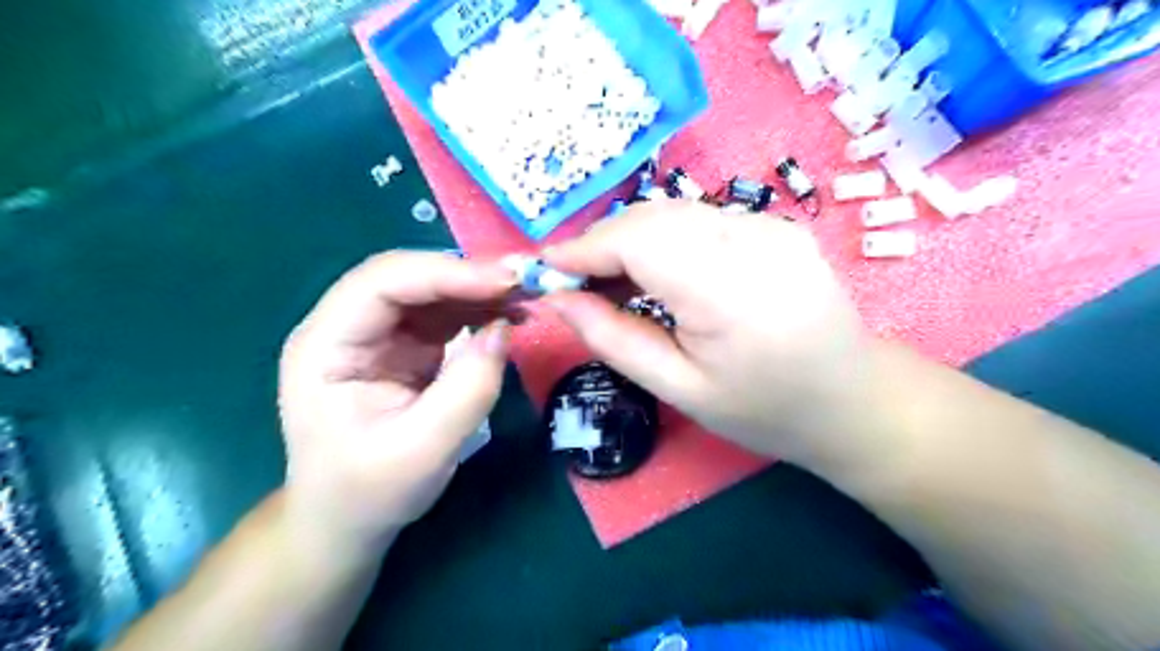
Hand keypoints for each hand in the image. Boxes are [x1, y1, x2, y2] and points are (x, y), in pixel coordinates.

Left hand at [275, 251, 511, 553]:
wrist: (349, 520)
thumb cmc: (370, 491)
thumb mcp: (422, 451)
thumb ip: (467, 390)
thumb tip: (504, 328)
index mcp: (325, 346)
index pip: (382, 284)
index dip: (445, 273)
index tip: (505, 281)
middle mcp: (348, 327)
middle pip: (408, 277)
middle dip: (467, 275)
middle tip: (525, 283)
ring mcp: (378, 334)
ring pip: (431, 289)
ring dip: (479, 289)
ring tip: (527, 299)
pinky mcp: (406, 346)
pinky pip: (445, 313)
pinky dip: (480, 309)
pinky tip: (510, 316)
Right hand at [545, 200, 870, 465]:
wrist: (853, 400)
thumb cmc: (763, 409)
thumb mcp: (680, 389)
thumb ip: (614, 339)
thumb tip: (558, 300)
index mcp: (730, 292)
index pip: (638, 240)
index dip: (584, 248)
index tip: (545, 268)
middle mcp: (755, 242)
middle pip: (654, 217)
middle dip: (603, 243)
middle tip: (578, 283)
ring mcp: (773, 226)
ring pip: (676, 213)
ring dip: (633, 239)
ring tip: (614, 282)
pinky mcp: (779, 225)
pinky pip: (703, 219)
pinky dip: (667, 238)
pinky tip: (663, 272)